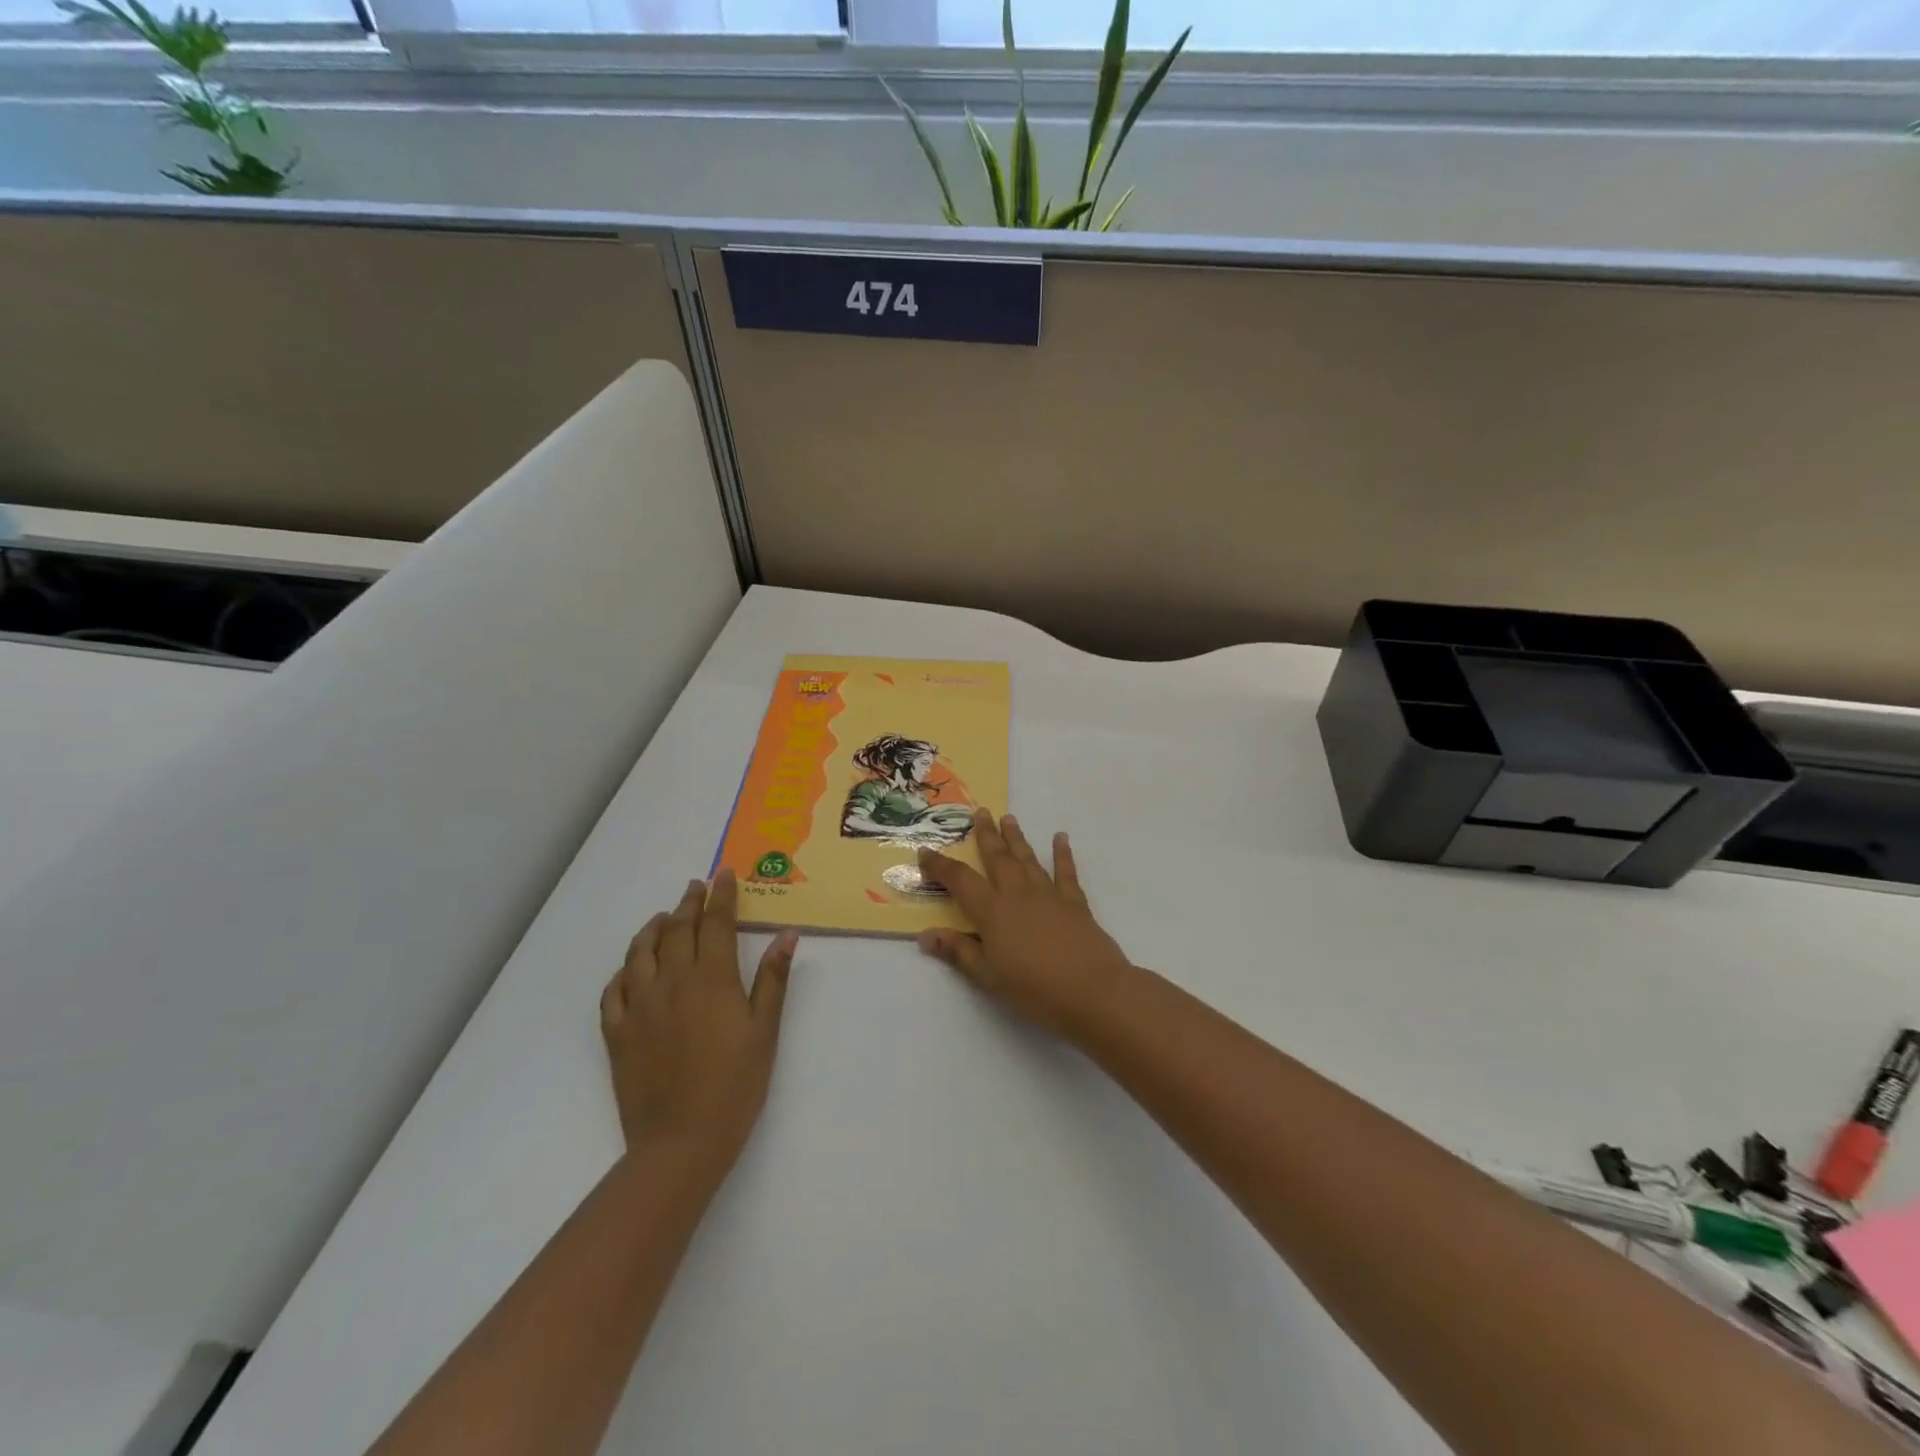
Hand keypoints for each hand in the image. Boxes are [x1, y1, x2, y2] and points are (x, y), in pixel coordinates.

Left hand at [600, 870, 796, 1167]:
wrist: (680, 1143)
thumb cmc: (735, 1085)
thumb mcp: (765, 1031)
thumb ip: (772, 979)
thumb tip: (787, 936)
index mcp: (710, 979)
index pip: (715, 923)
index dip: (721, 895)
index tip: (724, 873)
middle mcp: (670, 982)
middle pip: (678, 930)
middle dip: (690, 903)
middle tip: (697, 886)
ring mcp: (639, 1007)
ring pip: (640, 953)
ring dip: (653, 928)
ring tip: (664, 918)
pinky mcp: (617, 1033)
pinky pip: (613, 990)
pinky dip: (624, 970)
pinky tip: (631, 968)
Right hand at [917, 810, 1133, 1037]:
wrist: (1093, 991)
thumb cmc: (1034, 989)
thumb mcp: (988, 976)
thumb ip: (958, 952)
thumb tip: (925, 935)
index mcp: (992, 911)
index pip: (960, 881)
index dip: (940, 865)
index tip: (926, 850)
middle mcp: (1018, 894)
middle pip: (998, 858)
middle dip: (986, 835)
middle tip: (980, 812)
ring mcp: (1048, 894)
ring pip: (1028, 859)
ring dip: (1017, 838)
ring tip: (1009, 818)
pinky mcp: (1075, 902)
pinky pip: (1066, 872)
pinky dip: (1062, 854)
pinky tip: (1061, 838)